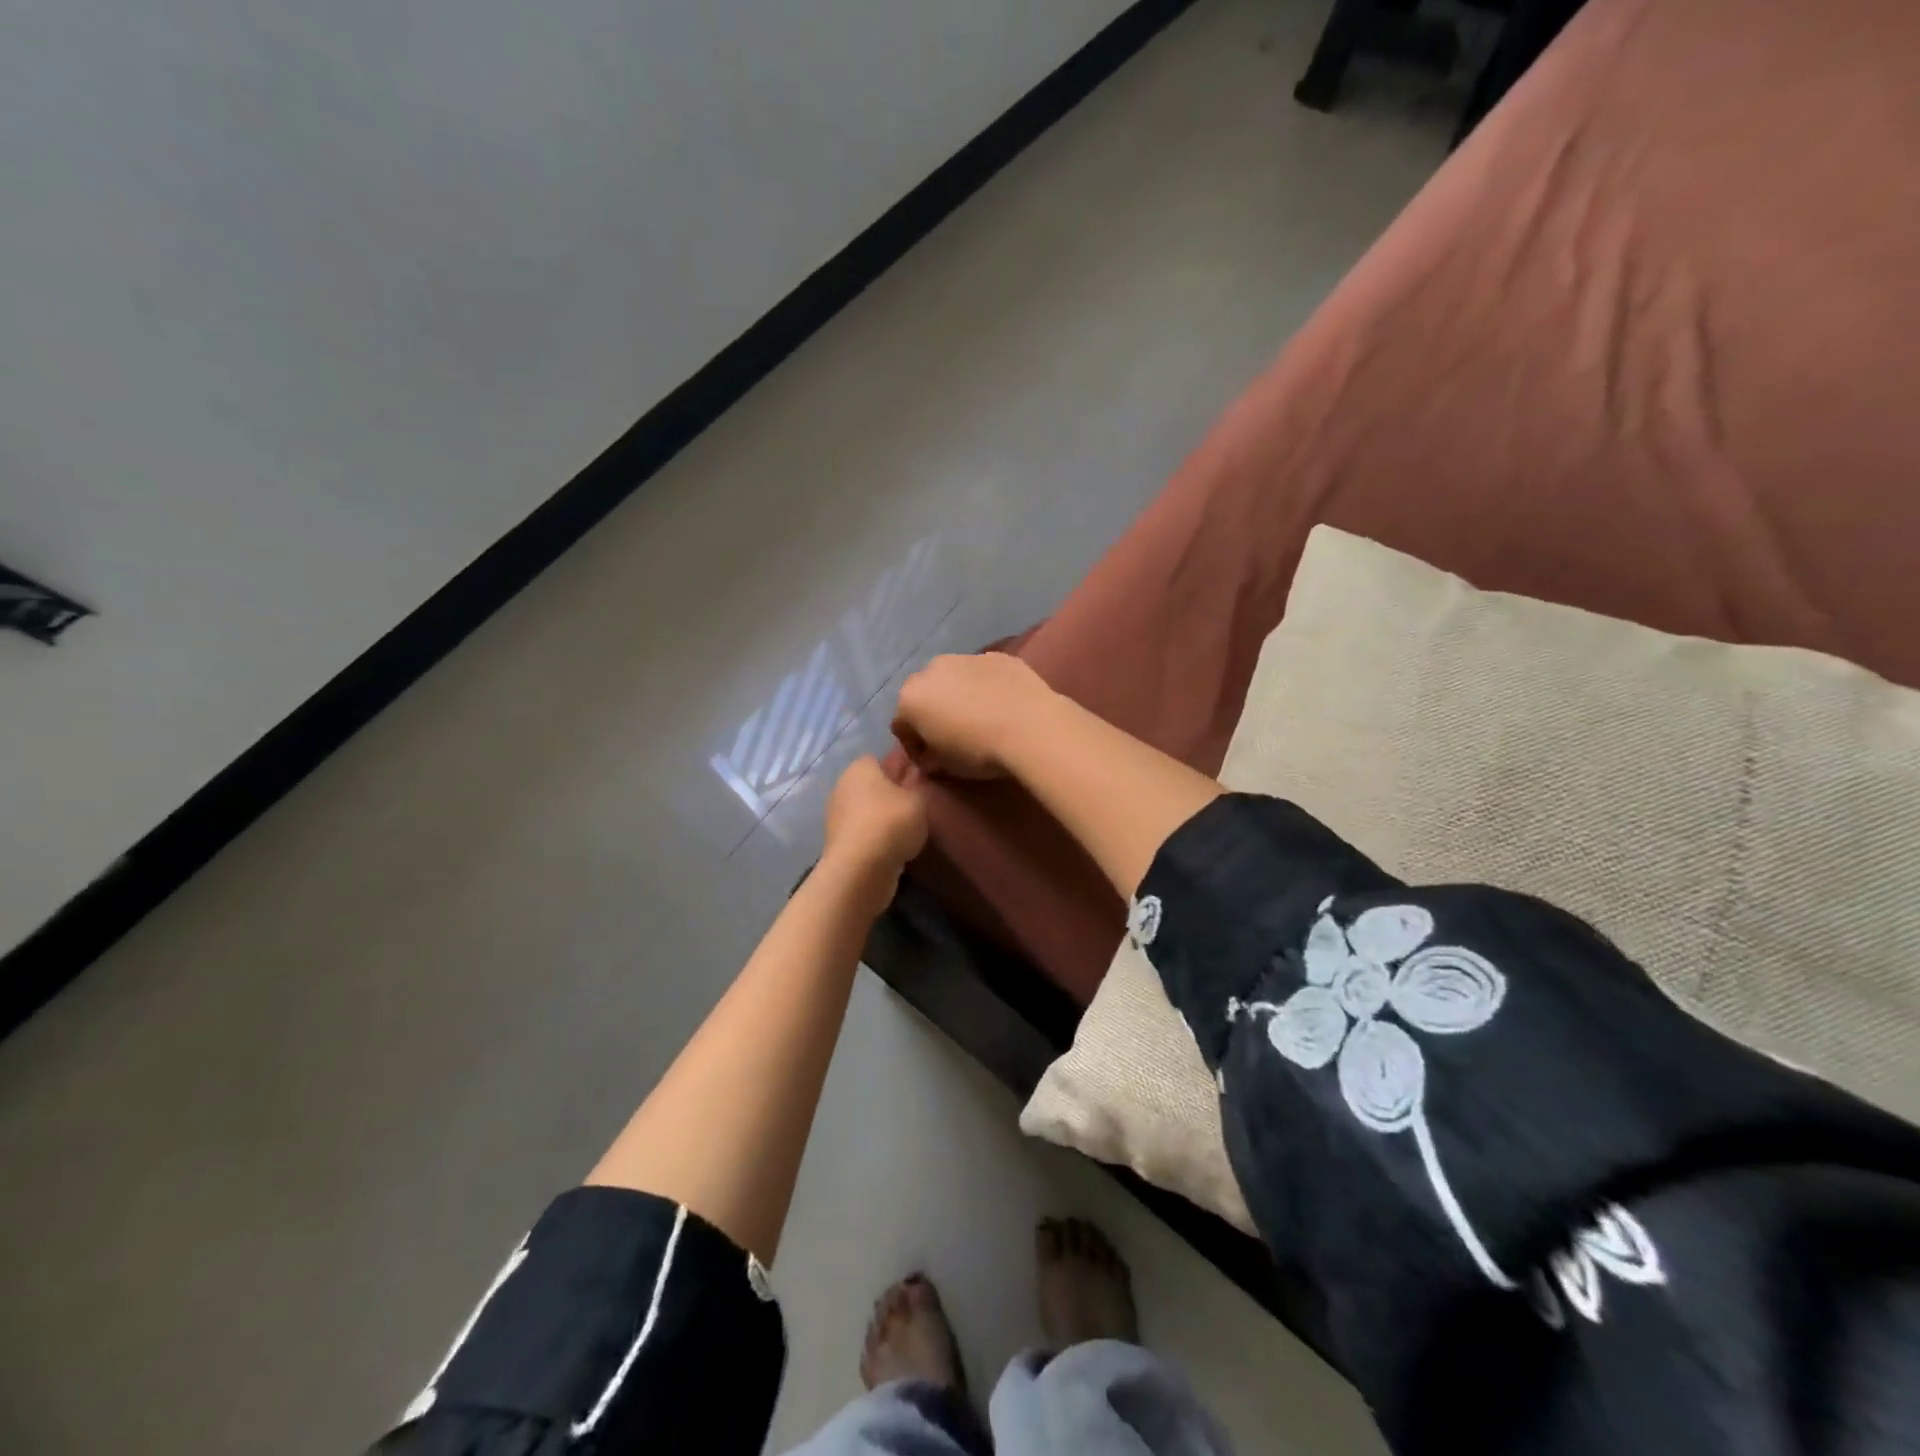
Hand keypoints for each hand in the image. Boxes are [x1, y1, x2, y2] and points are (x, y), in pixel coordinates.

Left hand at [822, 756, 927, 896]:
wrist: (860, 870)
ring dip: (884, 817)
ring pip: (868, 809)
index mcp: (860, 767)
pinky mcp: (839, 842)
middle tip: (917, 804)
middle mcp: (844, 786)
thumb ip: (917, 782)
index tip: (920, 778)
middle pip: (873, 784)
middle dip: (892, 792)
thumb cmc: (891, 823)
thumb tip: (916, 770)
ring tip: (910, 828)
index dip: (901, 766)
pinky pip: (864, 832)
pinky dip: (877, 837)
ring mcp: (838, 815)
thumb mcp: (917, 799)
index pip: (882, 758)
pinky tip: (895, 846)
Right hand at [891, 652, 1054, 778]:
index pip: (901, 725)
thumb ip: (929, 758)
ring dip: (958, 695)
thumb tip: (930, 756)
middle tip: (952, 735)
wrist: (1031, 728)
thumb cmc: (980, 752)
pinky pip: (982, 673)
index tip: (930, 760)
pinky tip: (1002, 704)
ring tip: (979, 717)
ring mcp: (966, 657)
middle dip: (932, 712)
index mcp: (910, 697)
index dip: (914, 745)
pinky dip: (985, 686)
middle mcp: (931, 669)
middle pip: (924, 694)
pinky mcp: (997, 656)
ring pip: (953, 678)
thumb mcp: (946, 767)